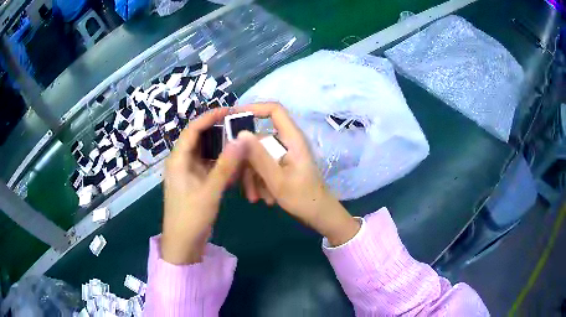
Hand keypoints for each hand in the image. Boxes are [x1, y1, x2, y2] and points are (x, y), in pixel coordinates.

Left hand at [162, 108, 245, 264]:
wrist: (183, 244)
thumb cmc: (191, 217)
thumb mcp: (210, 191)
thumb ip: (226, 166)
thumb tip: (242, 139)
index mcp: (178, 160)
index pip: (193, 129)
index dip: (210, 117)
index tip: (230, 110)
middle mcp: (182, 162)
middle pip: (199, 138)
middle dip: (218, 130)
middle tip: (240, 125)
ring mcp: (189, 172)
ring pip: (206, 152)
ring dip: (222, 147)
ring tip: (241, 141)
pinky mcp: (196, 182)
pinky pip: (210, 165)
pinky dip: (222, 163)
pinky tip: (236, 163)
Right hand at [237, 103, 360, 246]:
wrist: (319, 215)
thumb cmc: (303, 198)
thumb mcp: (277, 180)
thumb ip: (259, 157)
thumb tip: (240, 133)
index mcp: (292, 138)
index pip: (274, 110)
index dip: (254, 108)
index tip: (232, 117)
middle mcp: (287, 142)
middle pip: (259, 139)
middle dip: (247, 162)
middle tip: (238, 181)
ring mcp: (284, 154)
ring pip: (258, 156)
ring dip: (252, 176)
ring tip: (255, 198)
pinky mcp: (282, 165)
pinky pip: (263, 166)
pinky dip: (259, 180)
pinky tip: (262, 198)